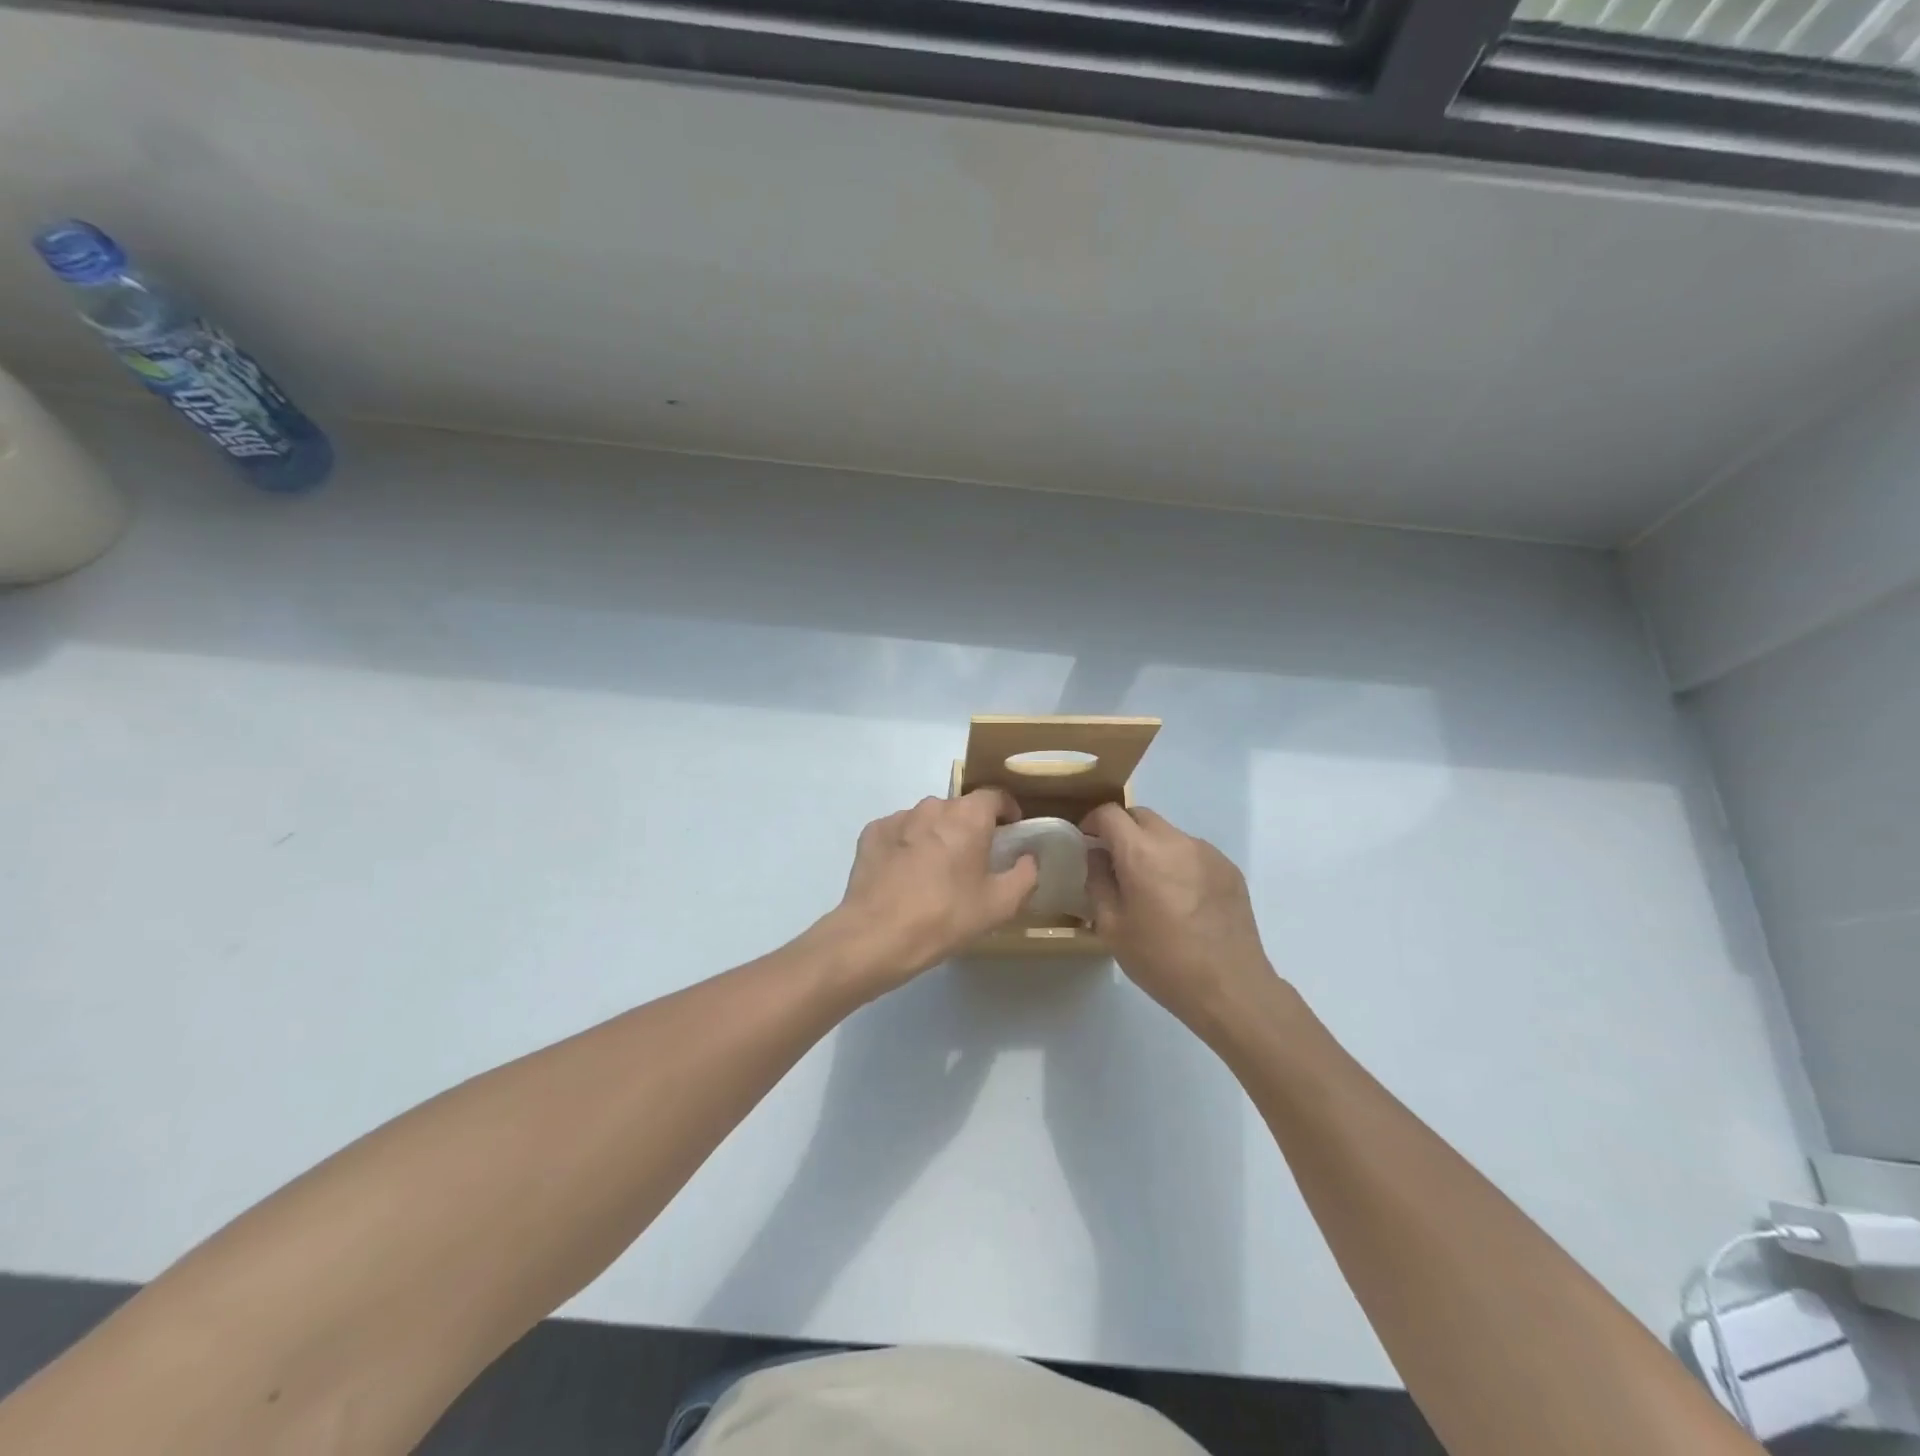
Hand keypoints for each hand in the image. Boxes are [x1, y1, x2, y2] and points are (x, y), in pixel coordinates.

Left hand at [826, 790, 1038, 995]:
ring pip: (927, 820)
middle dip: (970, 828)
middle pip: (960, 808)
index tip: (1011, 832)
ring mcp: (898, 817)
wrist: (877, 935)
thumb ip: (1025, 875)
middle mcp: (933, 806)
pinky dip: (907, 846)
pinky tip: (905, 875)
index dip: (1007, 811)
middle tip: (974, 861)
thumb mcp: (1000, 905)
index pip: (995, 796)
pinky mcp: (872, 833)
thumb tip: (1028, 858)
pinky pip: (899, 832)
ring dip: (937, 836)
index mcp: (968, 816)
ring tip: (936, 871)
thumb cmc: (946, 916)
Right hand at [1082, 804, 1276, 1032]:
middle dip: (1122, 830)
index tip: (1086, 842)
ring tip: (1152, 886)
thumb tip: (1096, 856)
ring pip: (1169, 834)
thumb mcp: (1112, 927)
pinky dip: (1179, 863)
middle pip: (1141, 817)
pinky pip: (1194, 853)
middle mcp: (1176, 841)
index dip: (1092, 822)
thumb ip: (1098, 883)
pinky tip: (1182, 900)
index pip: (1110, 814)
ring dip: (1152, 848)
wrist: (1230, 987)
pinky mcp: (1229, 869)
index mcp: (1142, 853)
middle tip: (1114, 862)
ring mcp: (1207, 853)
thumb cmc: (1162, 960)